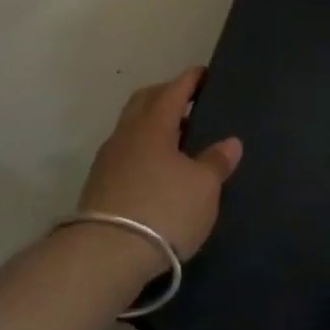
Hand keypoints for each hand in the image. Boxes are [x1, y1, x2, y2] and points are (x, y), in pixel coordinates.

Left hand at [79, 67, 241, 276]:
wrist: (105, 255)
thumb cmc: (163, 209)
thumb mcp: (203, 187)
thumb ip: (216, 162)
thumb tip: (230, 142)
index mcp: (153, 124)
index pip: (173, 90)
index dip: (190, 80)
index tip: (203, 73)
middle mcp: (126, 134)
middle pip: (145, 102)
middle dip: (166, 96)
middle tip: (189, 102)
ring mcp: (108, 160)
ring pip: (132, 128)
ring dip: (153, 125)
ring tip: (177, 139)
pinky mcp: (98, 186)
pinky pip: (125, 153)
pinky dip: (143, 150)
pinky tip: (157, 169)